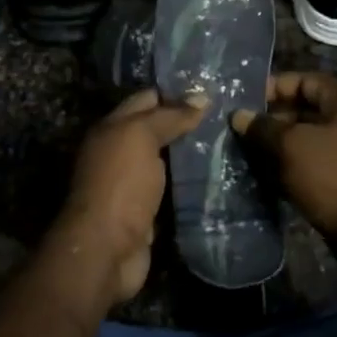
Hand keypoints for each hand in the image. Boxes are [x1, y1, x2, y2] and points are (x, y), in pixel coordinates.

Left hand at [48, 88, 207, 309]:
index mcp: (111, 128)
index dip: (176, 91)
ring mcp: (132, 184)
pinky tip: (218, 175)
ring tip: (230, 140)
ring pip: (167, 160)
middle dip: (187, 122)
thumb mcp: (141, 137)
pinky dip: (190, 183)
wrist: (106, 249)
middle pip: (157, 129)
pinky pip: (172, 189)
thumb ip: (169, 116)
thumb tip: (201, 98)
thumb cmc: (120, 184)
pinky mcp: (147, 212)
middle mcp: (119, 152)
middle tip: (228, 114)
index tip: (212, 87)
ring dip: (192, 153)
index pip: (147, 99)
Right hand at [231, 72, 336, 249]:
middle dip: (272, 119)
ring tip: (246, 153)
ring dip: (278, 147)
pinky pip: (312, 166)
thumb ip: (264, 128)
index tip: (247, 100)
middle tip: (241, 130)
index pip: (307, 80)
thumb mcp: (293, 146)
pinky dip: (290, 169)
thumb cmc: (335, 176)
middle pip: (306, 111)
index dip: (276, 86)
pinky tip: (265, 177)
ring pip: (307, 142)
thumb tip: (239, 115)